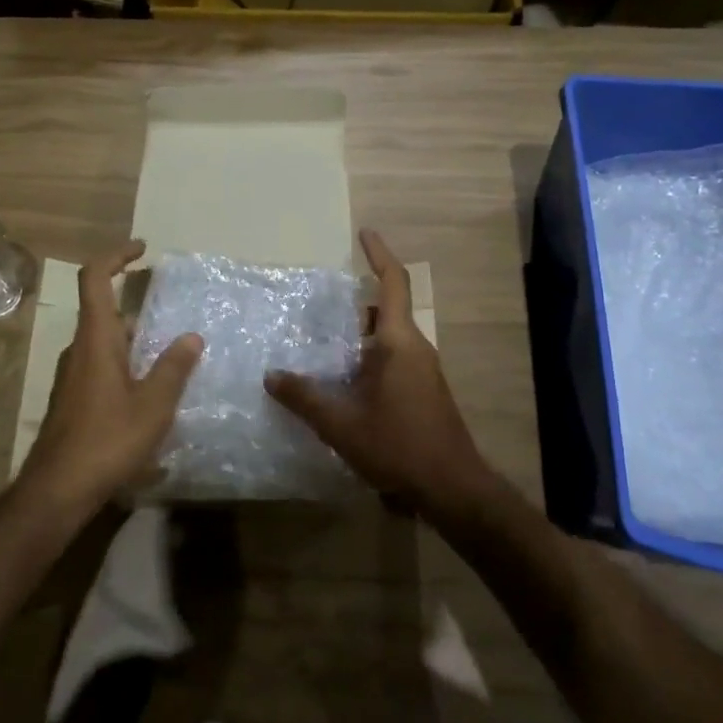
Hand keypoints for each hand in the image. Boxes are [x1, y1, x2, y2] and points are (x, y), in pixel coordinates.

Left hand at [17, 240, 202, 514]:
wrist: (55, 492)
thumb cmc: (106, 442)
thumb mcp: (153, 406)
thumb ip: (174, 368)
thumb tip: (191, 337)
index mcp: (96, 340)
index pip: (94, 279)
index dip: (115, 256)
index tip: (142, 250)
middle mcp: (79, 351)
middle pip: (102, 311)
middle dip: (134, 304)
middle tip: (170, 311)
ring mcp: (72, 378)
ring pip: (103, 342)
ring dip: (133, 339)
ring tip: (169, 355)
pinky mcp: (72, 401)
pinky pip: (101, 367)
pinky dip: (125, 364)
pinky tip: (149, 393)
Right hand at [265, 230, 494, 515]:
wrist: (452, 488)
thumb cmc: (398, 446)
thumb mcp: (342, 424)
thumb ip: (305, 398)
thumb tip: (271, 375)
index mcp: (399, 342)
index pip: (393, 283)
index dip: (379, 254)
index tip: (365, 234)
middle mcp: (415, 348)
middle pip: (386, 311)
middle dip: (357, 305)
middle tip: (321, 308)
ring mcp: (424, 371)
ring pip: (389, 339)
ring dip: (361, 336)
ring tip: (324, 346)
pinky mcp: (424, 391)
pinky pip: (395, 360)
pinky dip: (369, 359)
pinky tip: (345, 383)